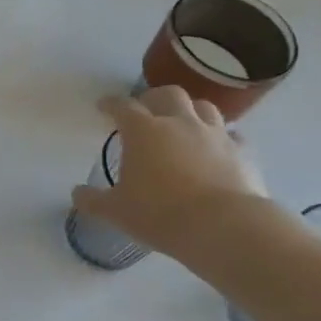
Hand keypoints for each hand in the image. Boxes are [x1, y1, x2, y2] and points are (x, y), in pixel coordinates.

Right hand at [72, 86, 268, 257]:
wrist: (224, 227)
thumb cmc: (160, 214)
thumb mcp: (115, 211)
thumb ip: (93, 200)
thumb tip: (77, 193)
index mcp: (143, 131)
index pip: (122, 106)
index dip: (111, 104)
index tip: (103, 107)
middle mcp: (180, 123)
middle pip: (168, 94)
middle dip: (154, 98)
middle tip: (145, 110)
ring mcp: (215, 134)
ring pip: (204, 107)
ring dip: (190, 110)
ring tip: (182, 123)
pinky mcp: (243, 152)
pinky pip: (232, 135)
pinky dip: (222, 137)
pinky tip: (217, 148)